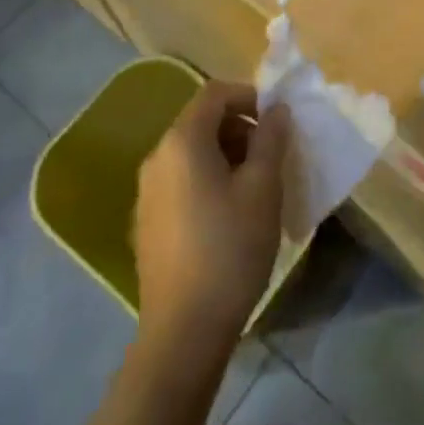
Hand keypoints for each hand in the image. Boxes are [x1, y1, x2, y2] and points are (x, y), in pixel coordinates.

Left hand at [134, 81, 289, 348]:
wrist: (184, 330)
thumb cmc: (230, 248)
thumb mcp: (263, 188)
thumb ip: (271, 139)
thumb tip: (277, 109)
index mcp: (181, 141)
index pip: (215, 94)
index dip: (249, 96)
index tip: (277, 121)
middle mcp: (157, 157)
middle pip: (201, 122)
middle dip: (240, 128)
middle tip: (272, 157)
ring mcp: (146, 192)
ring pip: (191, 153)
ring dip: (226, 155)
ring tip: (256, 187)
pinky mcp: (147, 221)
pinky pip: (181, 181)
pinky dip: (208, 180)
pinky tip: (230, 215)